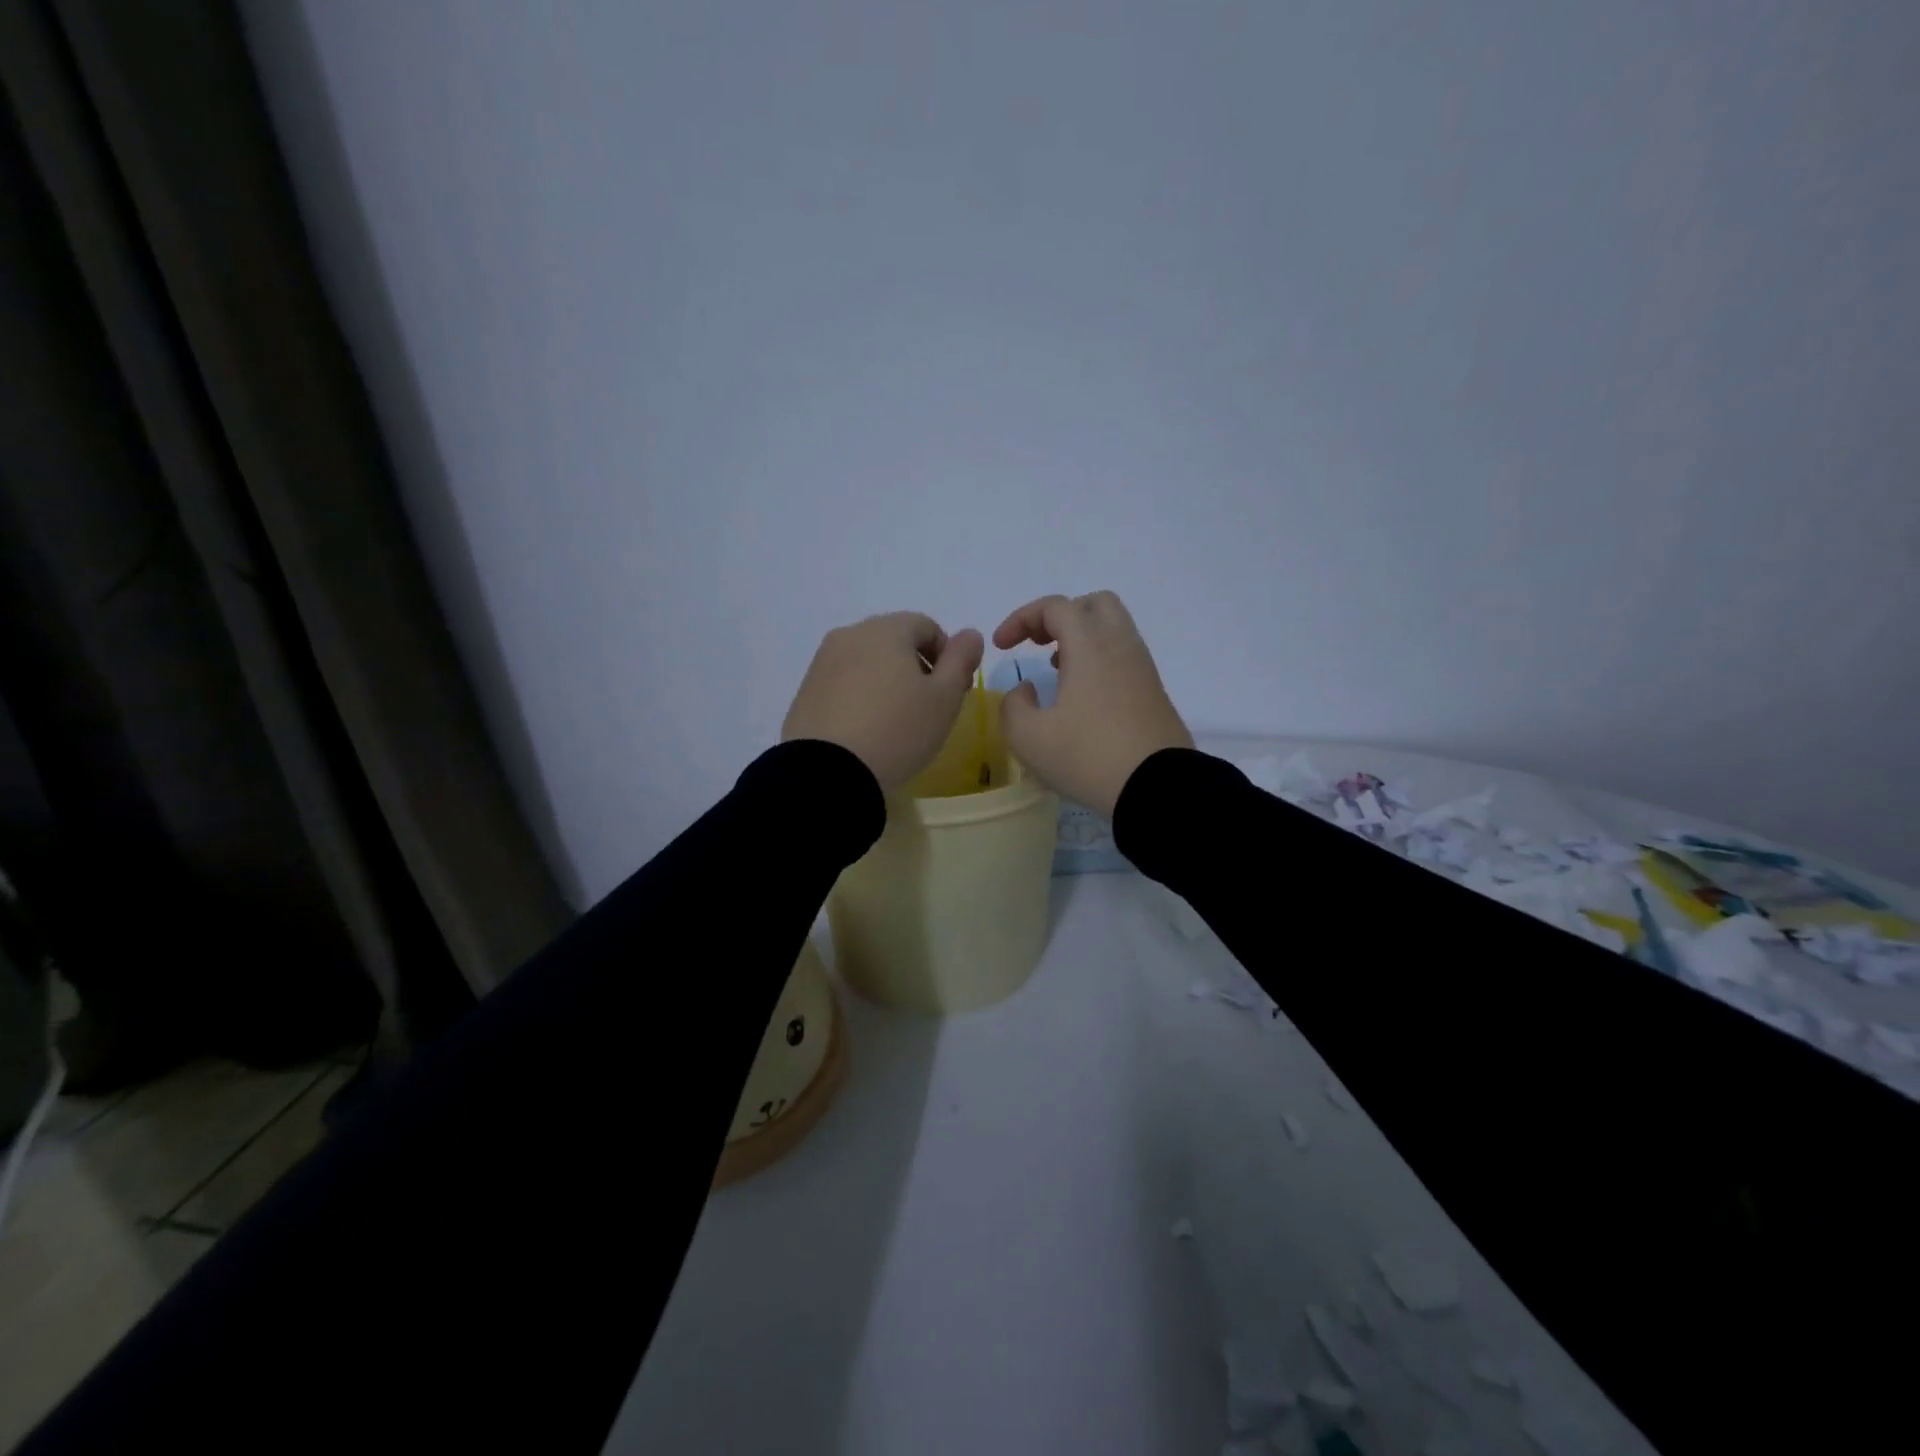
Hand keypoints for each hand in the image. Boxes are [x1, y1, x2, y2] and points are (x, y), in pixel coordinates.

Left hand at [782, 612, 985, 794]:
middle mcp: (849, 635)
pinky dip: (859, 697)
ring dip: (886, 681)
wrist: (827, 772)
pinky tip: (865, 730)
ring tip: (894, 722)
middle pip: (894, 640)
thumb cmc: (897, 731)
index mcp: (886, 629)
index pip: (926, 625)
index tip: (952, 690)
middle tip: (927, 707)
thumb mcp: (944, 698)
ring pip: (866, 661)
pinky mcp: (804, 691)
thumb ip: (961, 660)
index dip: (947, 655)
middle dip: (916, 666)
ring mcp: (821, 662)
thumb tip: (970, 634)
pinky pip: (842, 684)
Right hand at [992, 591, 1191, 817]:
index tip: (1002, 647)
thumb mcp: (1028, 737)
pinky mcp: (1154, 693)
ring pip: (1113, 630)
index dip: (1021, 618)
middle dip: (1061, 616)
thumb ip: (1013, 705)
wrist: (1158, 789)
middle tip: (1039, 643)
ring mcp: (1143, 668)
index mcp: (1090, 646)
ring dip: (1081, 639)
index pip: (1055, 606)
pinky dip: (1099, 660)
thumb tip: (1027, 690)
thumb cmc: (1088, 757)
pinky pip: (1124, 657)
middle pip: (1094, 604)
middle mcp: (1121, 646)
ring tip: (1057, 670)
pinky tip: (1082, 697)